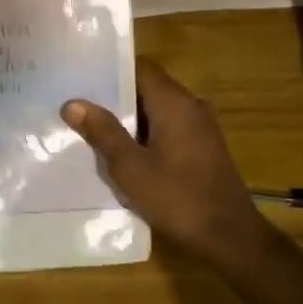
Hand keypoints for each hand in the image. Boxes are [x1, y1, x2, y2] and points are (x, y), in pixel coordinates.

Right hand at [62, 60, 270, 265]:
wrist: (229, 236)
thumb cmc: (177, 198)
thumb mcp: (130, 168)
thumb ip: (103, 132)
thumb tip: (73, 103)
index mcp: (174, 102)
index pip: (141, 67)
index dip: (111, 72)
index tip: (83, 82)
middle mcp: (192, 105)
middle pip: (149, 87)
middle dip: (116, 99)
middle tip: (82, 110)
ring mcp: (202, 126)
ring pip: (159, 109)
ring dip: (132, 120)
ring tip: (96, 132)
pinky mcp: (205, 146)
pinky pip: (171, 127)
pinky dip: (149, 134)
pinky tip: (127, 155)